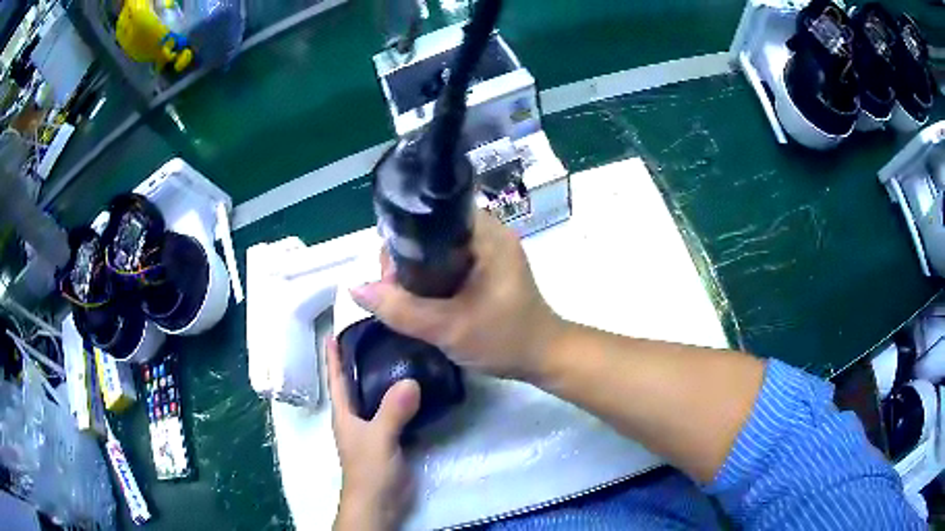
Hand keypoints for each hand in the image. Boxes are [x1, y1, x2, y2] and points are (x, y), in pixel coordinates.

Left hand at [327, 338, 420, 530]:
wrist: (380, 502)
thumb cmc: (369, 470)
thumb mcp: (379, 439)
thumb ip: (392, 412)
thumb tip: (411, 380)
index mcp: (344, 414)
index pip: (336, 378)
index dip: (333, 356)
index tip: (334, 331)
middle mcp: (356, 417)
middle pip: (356, 383)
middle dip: (361, 360)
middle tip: (379, 335)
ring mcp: (374, 429)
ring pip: (377, 397)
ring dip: (384, 378)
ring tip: (401, 355)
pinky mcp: (391, 439)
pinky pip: (395, 411)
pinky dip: (402, 398)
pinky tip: (417, 389)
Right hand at [350, 211, 564, 380]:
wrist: (542, 358)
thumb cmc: (505, 339)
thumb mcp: (449, 328)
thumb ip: (401, 309)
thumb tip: (355, 288)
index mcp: (486, 233)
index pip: (431, 216)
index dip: (402, 238)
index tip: (388, 273)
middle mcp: (488, 232)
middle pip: (430, 232)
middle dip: (405, 260)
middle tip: (395, 293)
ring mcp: (488, 250)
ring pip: (436, 249)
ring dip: (416, 272)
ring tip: (404, 299)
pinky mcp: (487, 267)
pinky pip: (448, 263)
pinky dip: (431, 279)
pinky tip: (421, 300)